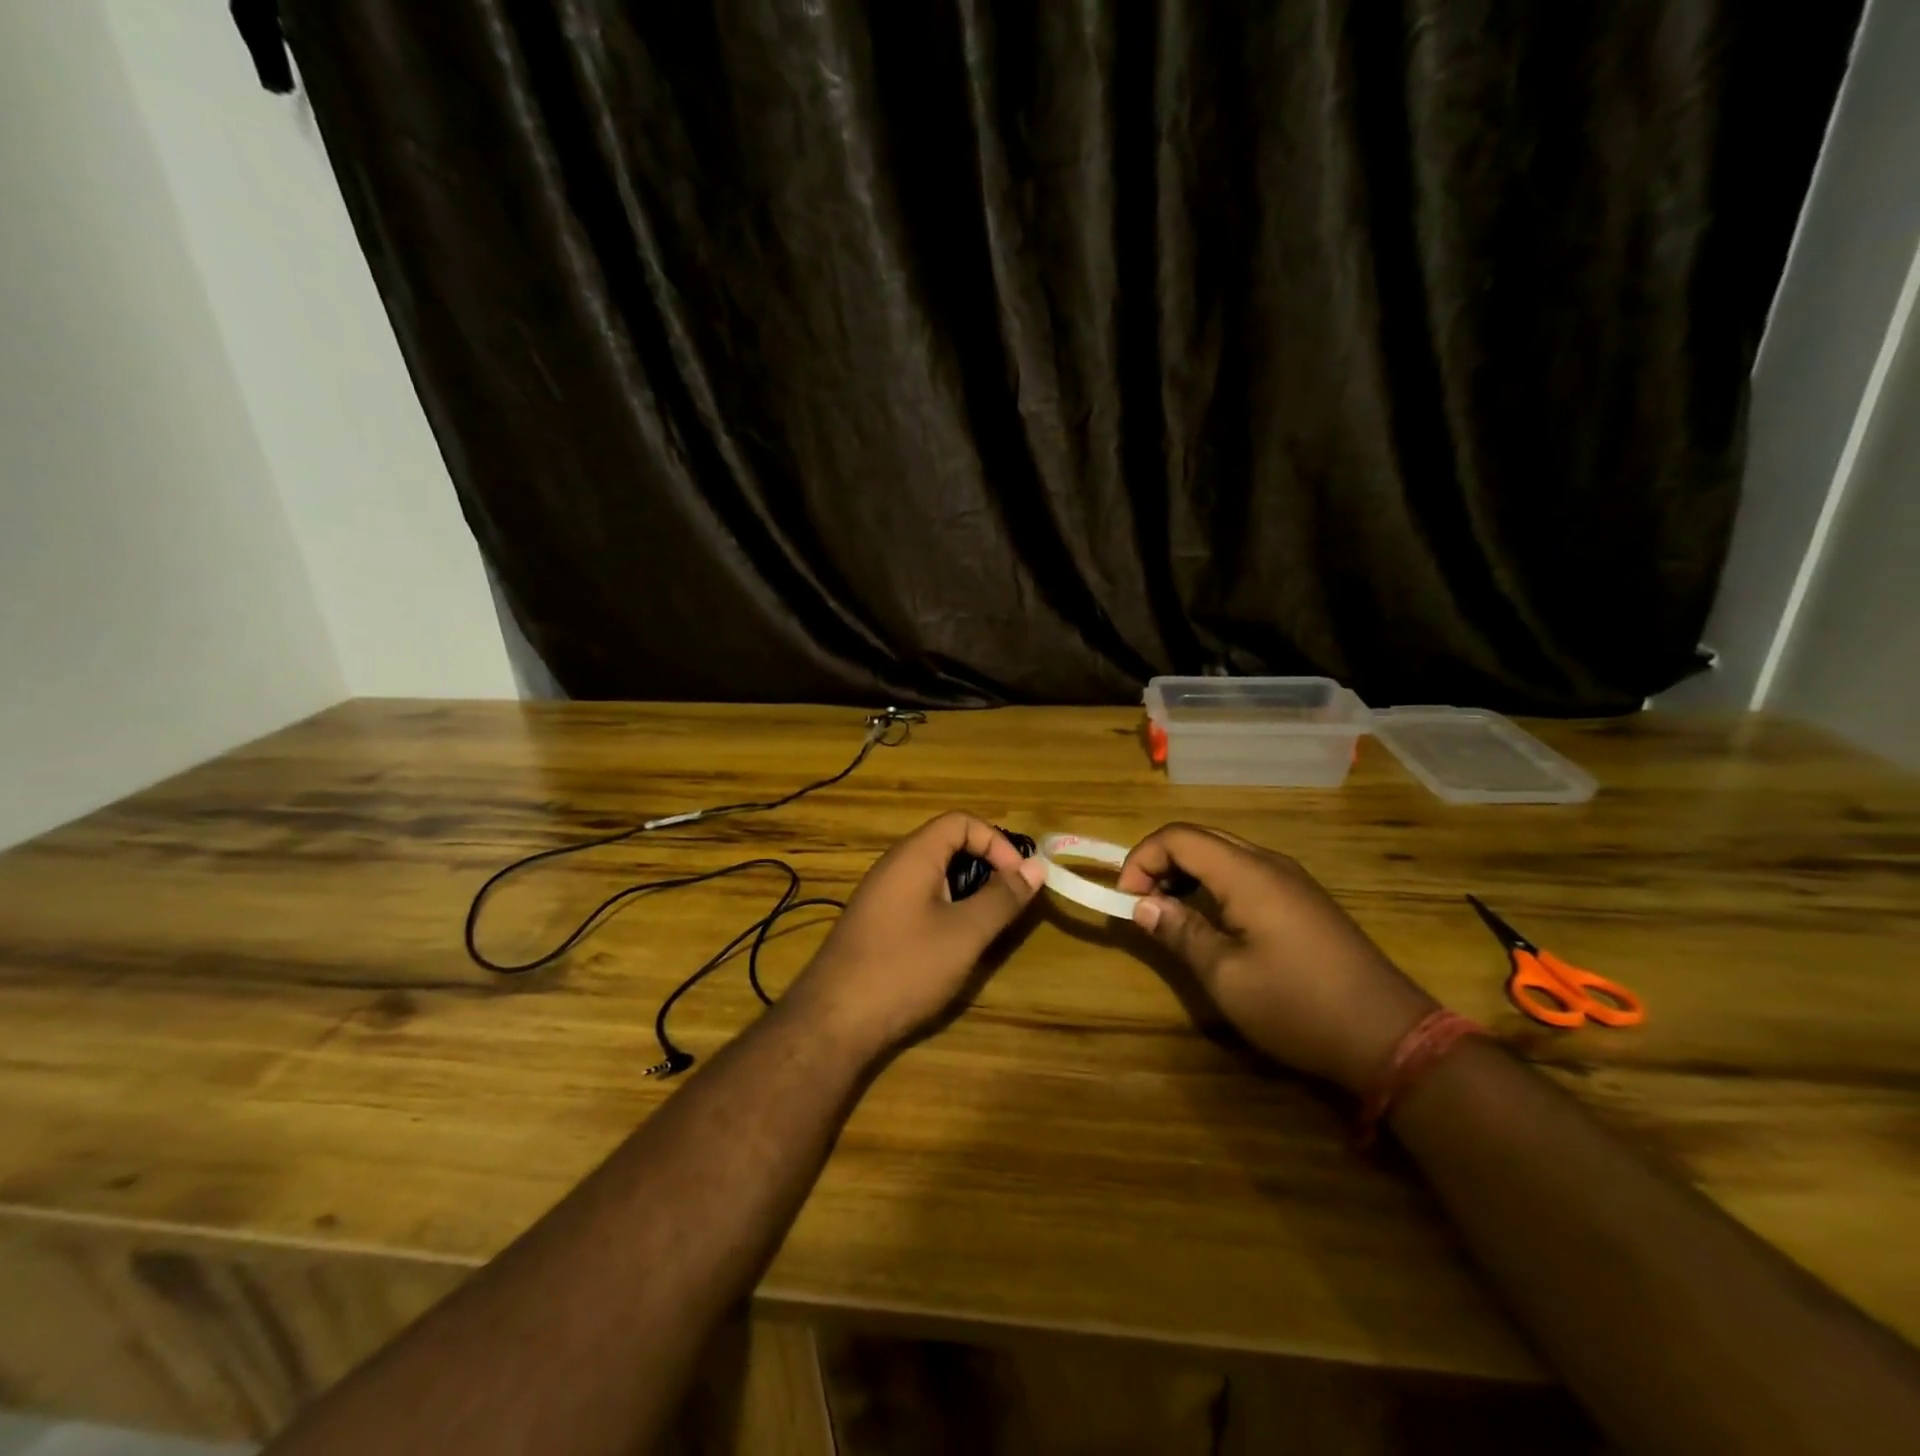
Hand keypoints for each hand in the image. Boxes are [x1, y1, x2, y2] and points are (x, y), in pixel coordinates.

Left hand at [783, 813, 1045, 1061]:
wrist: (834, 1020)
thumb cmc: (905, 968)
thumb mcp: (965, 933)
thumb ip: (1002, 898)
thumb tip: (1036, 867)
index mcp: (913, 855)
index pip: (961, 822)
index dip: (996, 842)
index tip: (1018, 878)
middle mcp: (893, 866)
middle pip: (947, 844)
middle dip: (985, 866)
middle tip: (1008, 902)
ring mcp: (880, 895)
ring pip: (933, 875)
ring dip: (966, 891)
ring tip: (985, 925)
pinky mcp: (875, 923)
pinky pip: (918, 899)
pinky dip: (944, 909)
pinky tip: (952, 945)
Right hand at [1118, 823, 1437, 1094]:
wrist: (1388, 1035)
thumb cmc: (1297, 1005)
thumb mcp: (1225, 975)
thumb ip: (1180, 932)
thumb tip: (1142, 905)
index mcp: (1247, 873)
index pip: (1178, 837)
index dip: (1141, 859)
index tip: (1126, 901)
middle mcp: (1269, 863)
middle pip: (1200, 839)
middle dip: (1161, 863)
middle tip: (1142, 905)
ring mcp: (1292, 880)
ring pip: (1224, 854)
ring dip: (1187, 874)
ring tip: (1170, 914)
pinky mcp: (1304, 900)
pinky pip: (1246, 873)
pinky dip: (1214, 885)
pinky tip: (1212, 922)